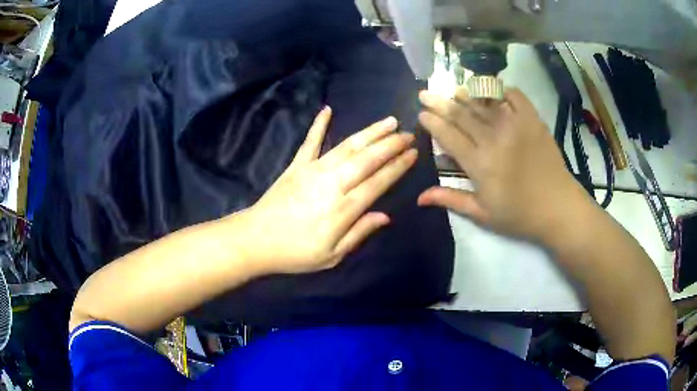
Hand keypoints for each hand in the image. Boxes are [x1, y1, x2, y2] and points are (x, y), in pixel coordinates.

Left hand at [236, 107, 417, 273]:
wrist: (256, 240)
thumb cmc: (296, 253)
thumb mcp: (332, 255)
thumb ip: (359, 233)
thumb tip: (386, 216)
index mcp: (343, 209)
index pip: (378, 182)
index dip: (397, 167)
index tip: (413, 154)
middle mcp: (332, 184)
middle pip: (367, 159)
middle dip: (391, 144)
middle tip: (408, 133)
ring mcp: (313, 171)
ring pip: (347, 146)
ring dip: (369, 132)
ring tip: (388, 121)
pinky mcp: (296, 166)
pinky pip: (310, 142)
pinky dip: (319, 125)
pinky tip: (327, 110)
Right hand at [417, 87, 589, 240]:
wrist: (558, 207)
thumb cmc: (519, 215)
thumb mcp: (483, 214)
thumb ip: (452, 200)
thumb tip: (419, 197)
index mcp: (479, 164)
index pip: (448, 136)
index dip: (432, 123)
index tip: (421, 113)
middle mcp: (494, 139)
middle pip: (461, 115)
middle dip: (440, 103)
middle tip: (426, 93)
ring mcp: (515, 126)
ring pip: (484, 103)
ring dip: (466, 94)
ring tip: (453, 89)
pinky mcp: (533, 120)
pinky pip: (515, 96)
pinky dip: (502, 89)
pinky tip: (492, 88)